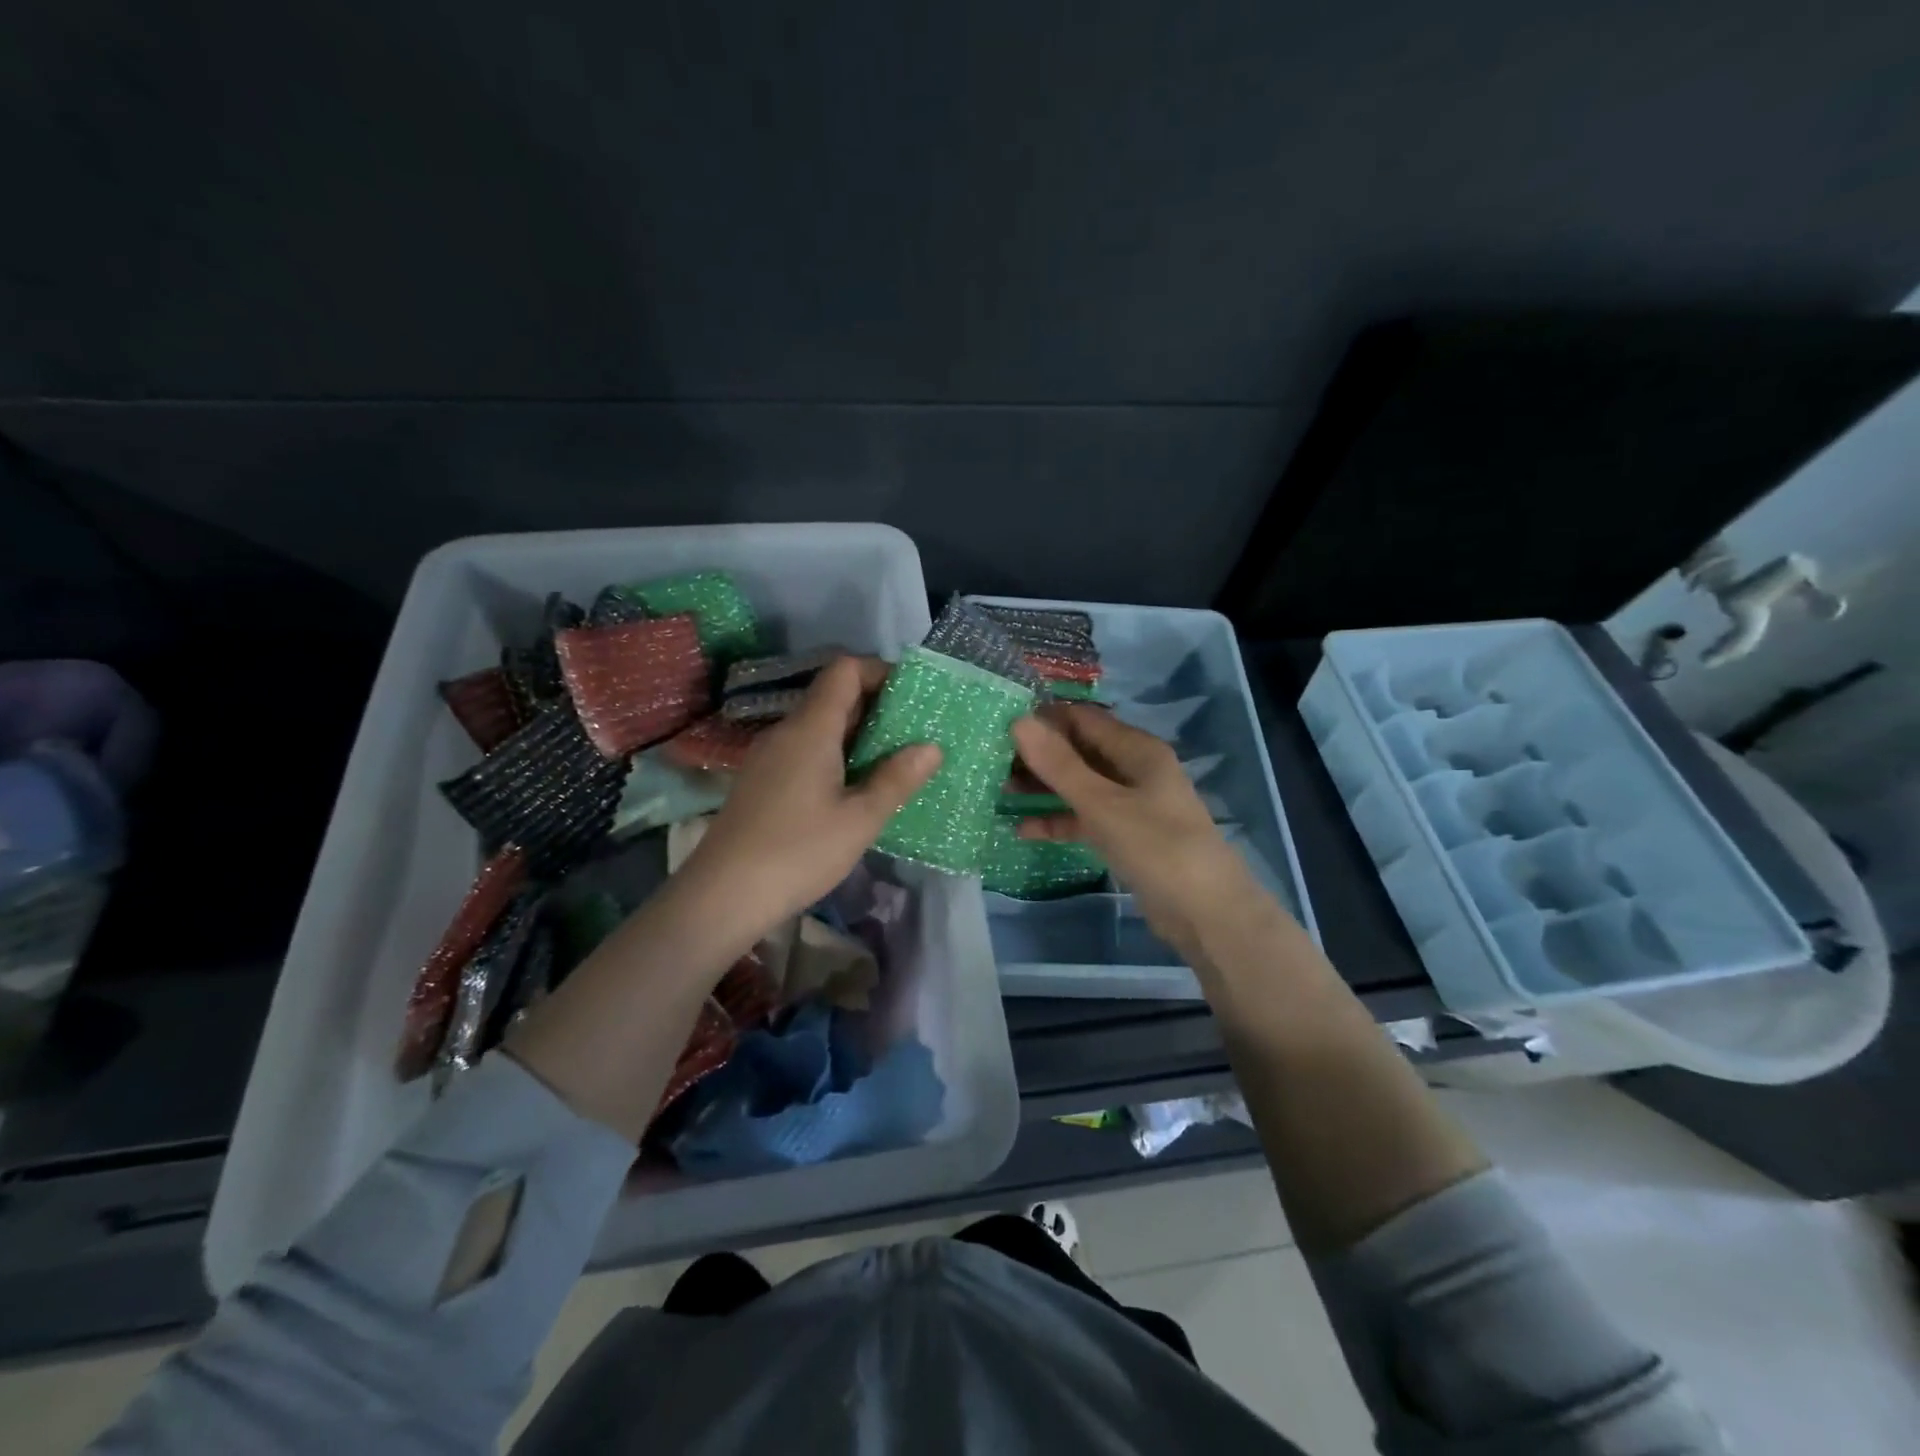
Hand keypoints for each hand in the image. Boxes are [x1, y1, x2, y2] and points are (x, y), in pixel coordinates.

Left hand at [674, 656, 939, 944]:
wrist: (721, 897)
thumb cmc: (798, 852)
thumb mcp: (860, 819)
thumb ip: (897, 779)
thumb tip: (931, 747)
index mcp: (810, 728)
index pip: (845, 670)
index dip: (881, 672)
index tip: (913, 699)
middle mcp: (786, 732)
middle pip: (833, 696)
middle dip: (877, 707)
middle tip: (915, 735)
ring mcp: (768, 757)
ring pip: (819, 727)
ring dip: (858, 735)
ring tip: (893, 763)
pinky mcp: (761, 782)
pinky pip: (805, 751)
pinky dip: (836, 756)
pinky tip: (854, 790)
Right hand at [1011, 703, 1259, 953]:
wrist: (1205, 912)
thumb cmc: (1156, 846)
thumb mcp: (1102, 803)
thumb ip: (1059, 765)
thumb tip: (1019, 722)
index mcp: (1137, 749)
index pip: (1083, 718)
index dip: (1045, 718)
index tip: (1001, 726)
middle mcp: (1134, 769)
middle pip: (1079, 751)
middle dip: (1039, 755)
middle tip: (993, 762)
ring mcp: (1131, 804)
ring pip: (1079, 785)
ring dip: (1044, 788)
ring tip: (1000, 791)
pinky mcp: (1126, 835)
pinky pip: (1086, 818)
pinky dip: (1059, 820)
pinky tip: (1025, 830)